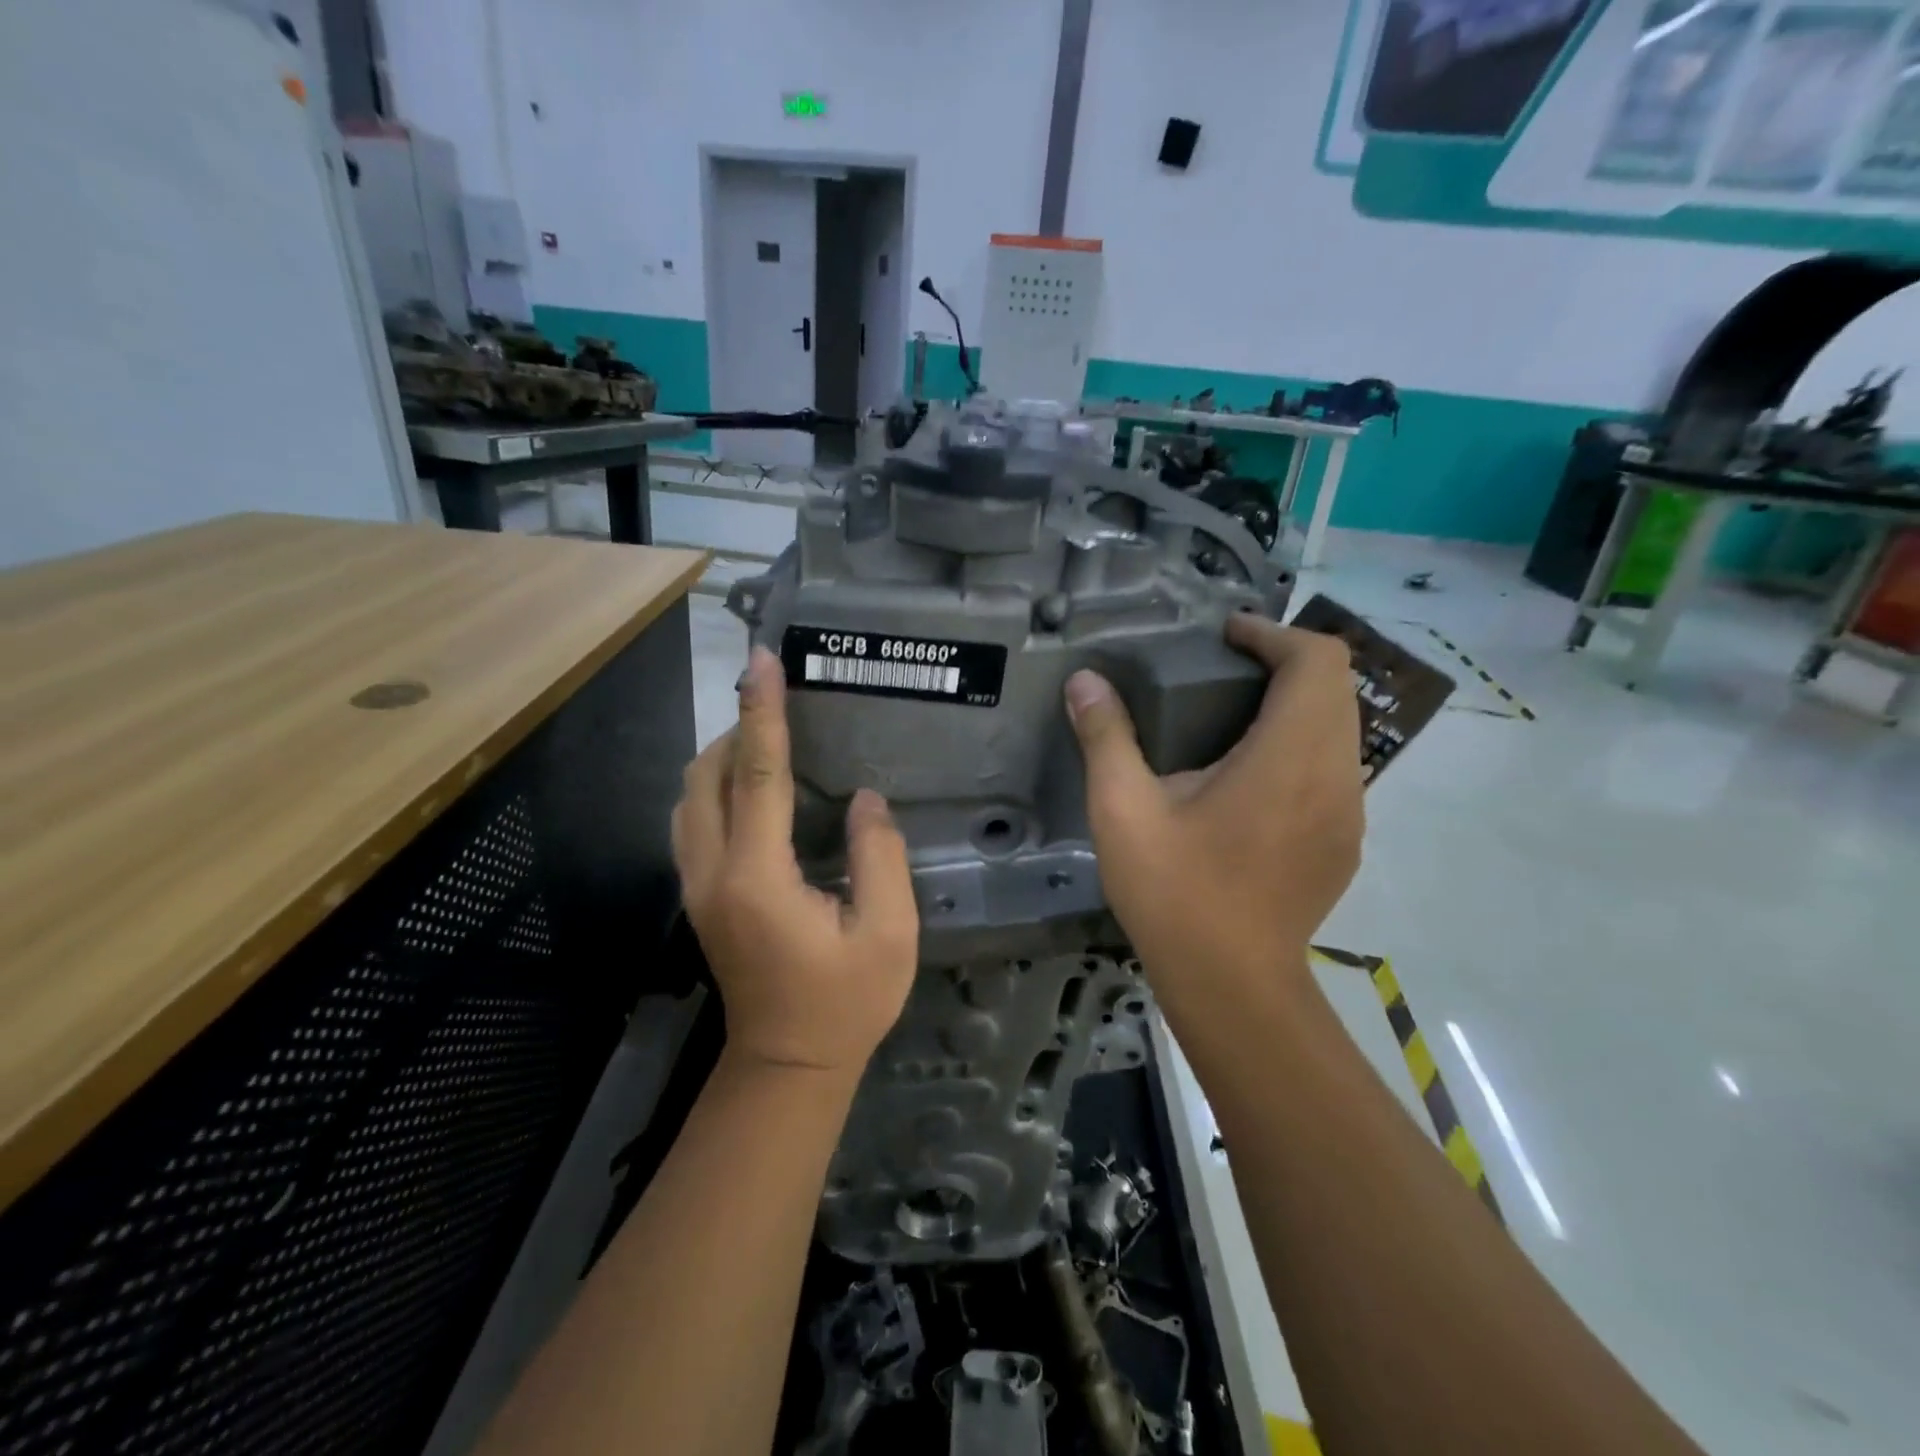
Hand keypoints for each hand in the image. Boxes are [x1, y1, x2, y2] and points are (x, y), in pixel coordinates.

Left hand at [672, 647, 919, 1079]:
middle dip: (739, 728)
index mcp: (758, 876)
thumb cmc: (845, 1002)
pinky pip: (693, 820)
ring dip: (723, 757)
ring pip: (689, 797)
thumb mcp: (888, 933)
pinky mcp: (699, 897)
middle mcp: (713, 872)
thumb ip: (878, 856)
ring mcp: (697, 887)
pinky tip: (753, 789)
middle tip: (780, 705)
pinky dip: (716, 787)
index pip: (758, 774)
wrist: (788, 1065)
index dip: (763, 712)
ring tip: (770, 740)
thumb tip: (863, 800)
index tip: (762, 661)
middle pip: (706, 776)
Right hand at [1063, 614, 1363, 992]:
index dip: (1274, 633)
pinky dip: (1301, 746)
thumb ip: (1106, 737)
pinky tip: (1249, 778)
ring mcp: (1349, 812)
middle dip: (1284, 662)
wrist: (1232, 986)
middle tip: (1220, 669)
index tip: (1225, 637)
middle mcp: (1336, 776)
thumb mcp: (1124, 811)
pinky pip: (1335, 768)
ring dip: (1295, 704)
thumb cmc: (1176, 893)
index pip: (1318, 661)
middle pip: (1336, 687)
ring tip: (1232, 716)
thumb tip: (1084, 681)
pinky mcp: (1345, 841)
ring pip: (1341, 727)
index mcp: (1289, 758)